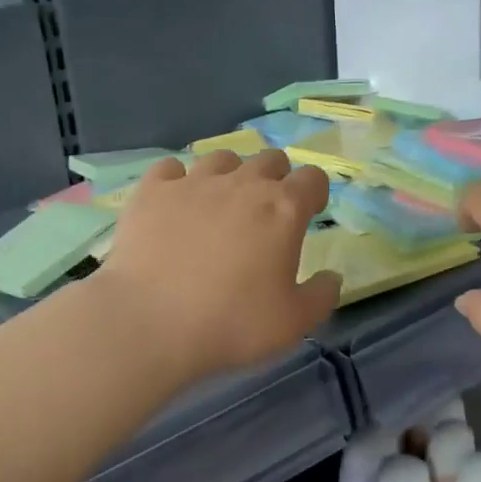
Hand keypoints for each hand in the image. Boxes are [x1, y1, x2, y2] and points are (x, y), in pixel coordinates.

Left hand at [90, 149, 340, 381]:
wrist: (149, 323)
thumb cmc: (231, 323)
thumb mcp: (293, 323)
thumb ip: (321, 296)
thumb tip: (331, 277)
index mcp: (283, 209)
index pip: (312, 178)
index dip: (314, 193)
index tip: (309, 214)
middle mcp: (242, 184)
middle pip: (270, 159)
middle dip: (275, 179)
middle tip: (265, 214)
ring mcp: (194, 182)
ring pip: (223, 158)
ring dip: (230, 175)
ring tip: (220, 206)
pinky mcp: (153, 190)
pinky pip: (171, 168)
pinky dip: (178, 181)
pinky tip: (175, 204)